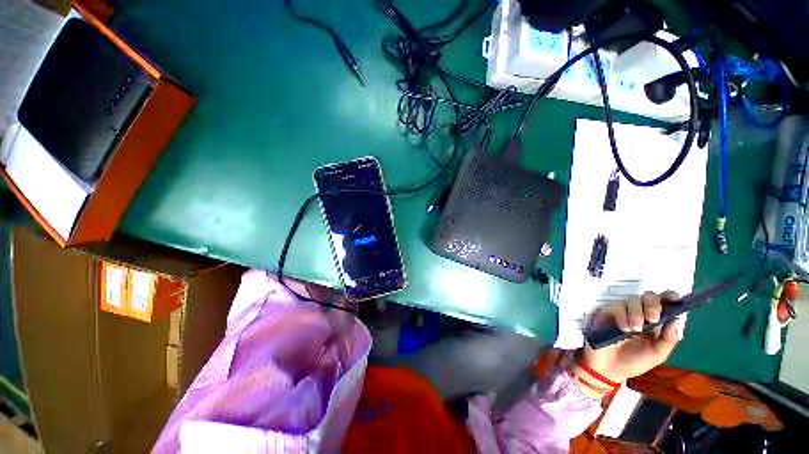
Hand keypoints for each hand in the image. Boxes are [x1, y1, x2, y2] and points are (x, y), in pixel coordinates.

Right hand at [570, 292, 684, 397]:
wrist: (609, 368)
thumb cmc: (634, 362)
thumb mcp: (657, 354)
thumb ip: (668, 339)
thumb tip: (677, 320)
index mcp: (655, 322)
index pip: (664, 303)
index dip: (669, 297)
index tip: (674, 299)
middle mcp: (640, 313)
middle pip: (648, 296)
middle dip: (652, 304)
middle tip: (652, 318)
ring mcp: (623, 312)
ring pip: (632, 300)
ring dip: (637, 313)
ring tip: (634, 330)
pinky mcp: (608, 313)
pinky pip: (617, 307)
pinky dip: (622, 316)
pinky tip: (623, 329)